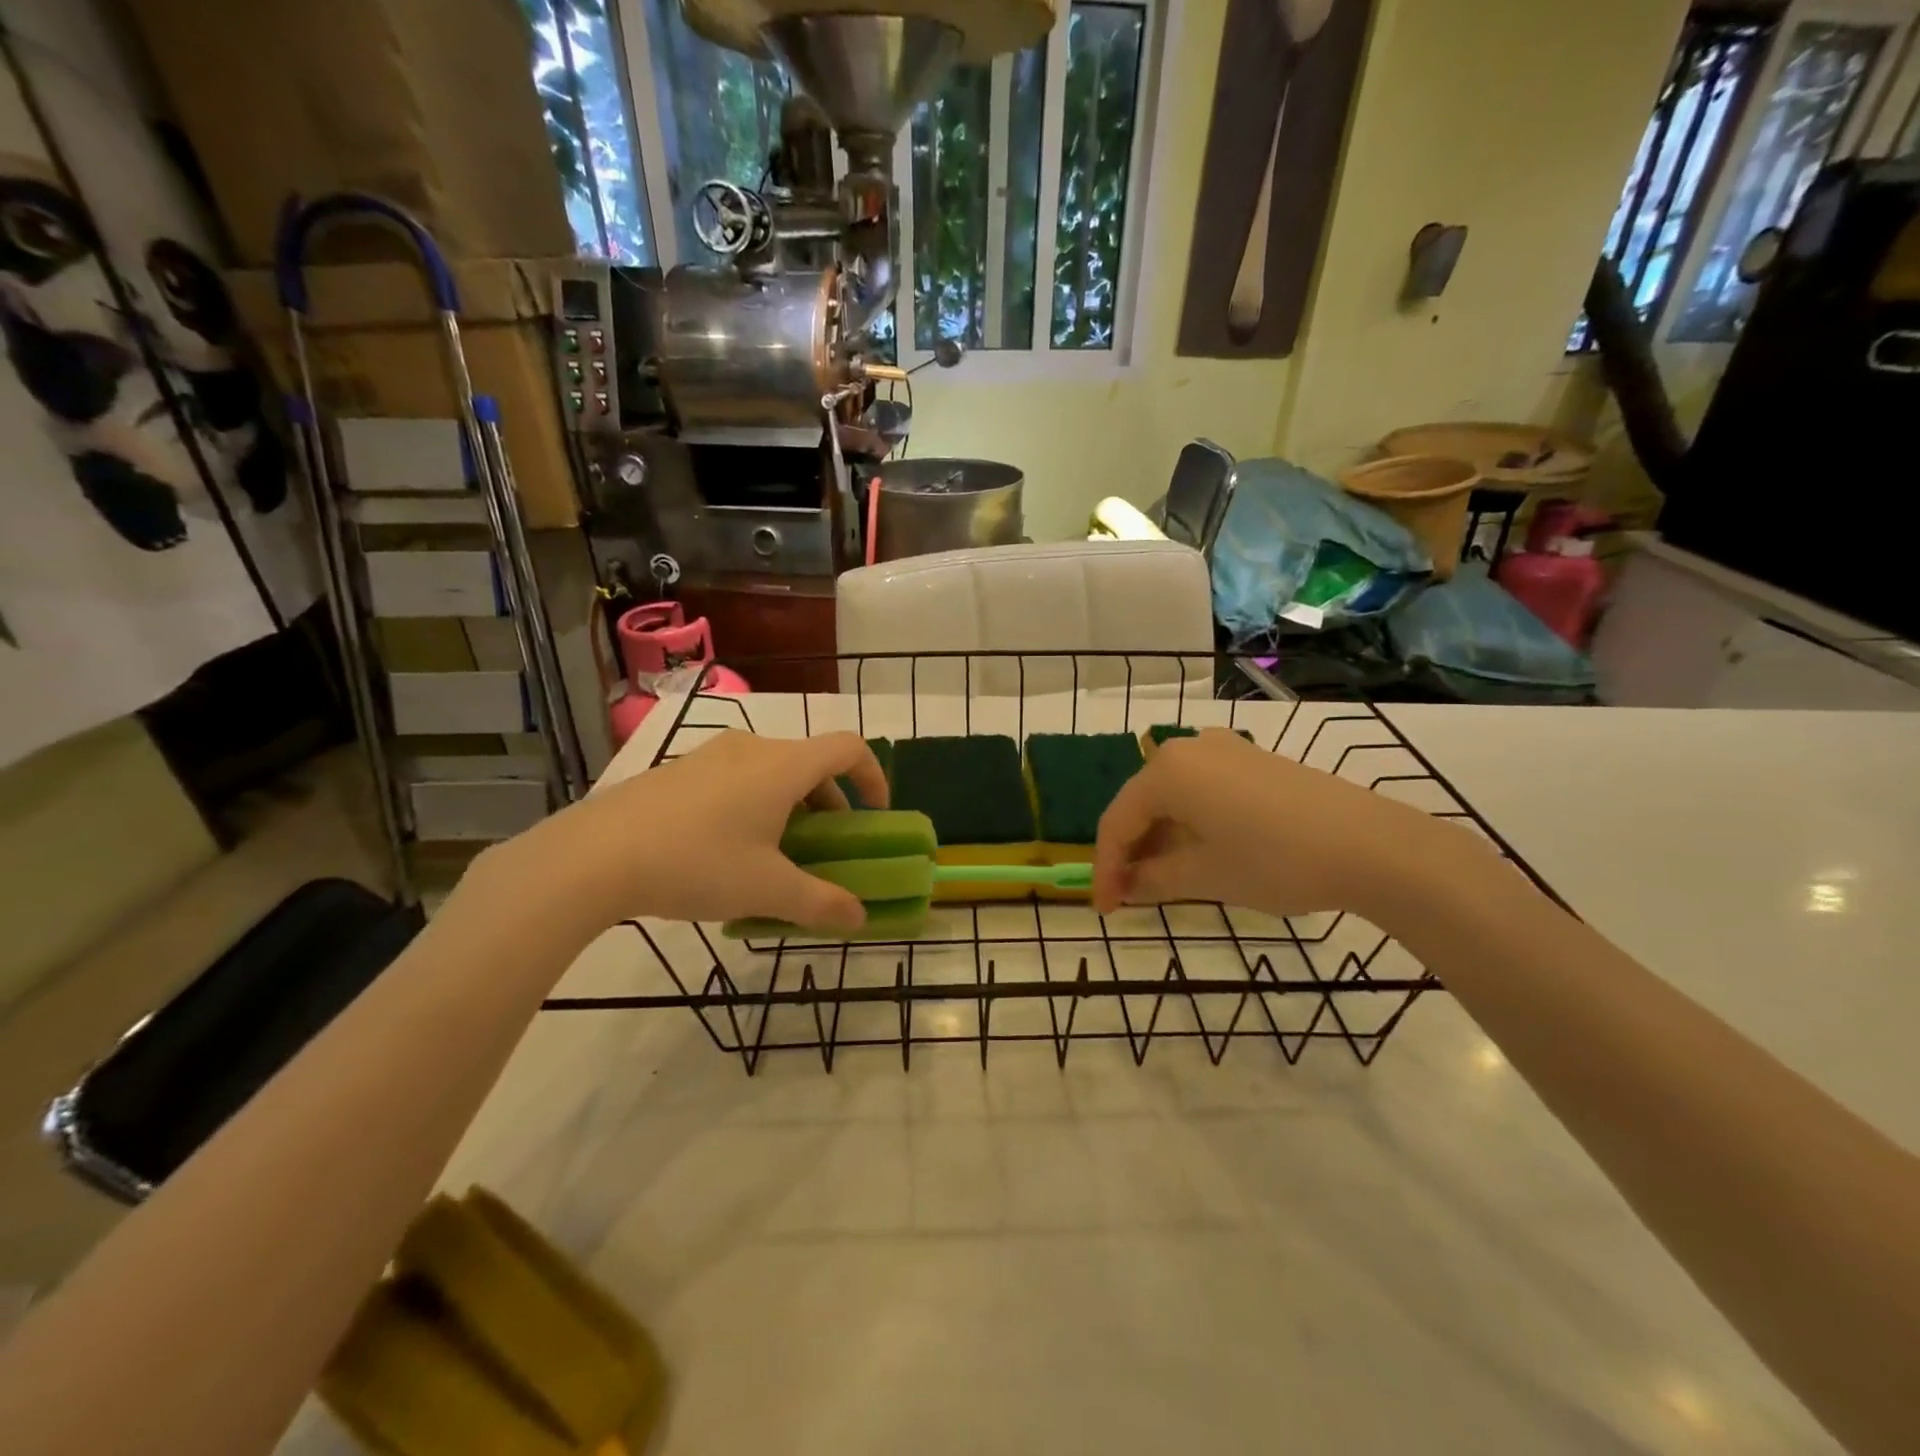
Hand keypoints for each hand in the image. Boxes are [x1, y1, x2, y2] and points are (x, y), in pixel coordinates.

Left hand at [494, 731, 888, 932]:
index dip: (874, 777)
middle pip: (810, 763)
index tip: (875, 815)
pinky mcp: (677, 771)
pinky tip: (726, 852)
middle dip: (831, 804)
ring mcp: (709, 756)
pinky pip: (735, 779)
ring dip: (791, 806)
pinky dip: (754, 804)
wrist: (592, 856)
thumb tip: (859, 918)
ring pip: (771, 771)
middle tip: (825, 848)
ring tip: (776, 855)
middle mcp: (751, 749)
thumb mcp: (766, 890)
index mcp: (783, 766)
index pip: (848, 748)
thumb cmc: (696, 864)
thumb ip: (820, 903)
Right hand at [1092, 729, 1476, 921]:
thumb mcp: (1205, 876)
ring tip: (1163, 880)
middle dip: (1132, 852)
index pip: (1117, 822)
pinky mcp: (1254, 760)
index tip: (1104, 909)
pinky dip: (1191, 823)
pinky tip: (1200, 852)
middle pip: (1142, 805)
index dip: (1105, 868)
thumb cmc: (1274, 860)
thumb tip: (1125, 887)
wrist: (1371, 845)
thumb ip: (1152, 880)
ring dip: (1161, 839)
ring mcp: (1225, 749)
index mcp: (1166, 770)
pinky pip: (1203, 790)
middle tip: (1130, 896)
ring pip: (1173, 798)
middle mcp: (1188, 748)